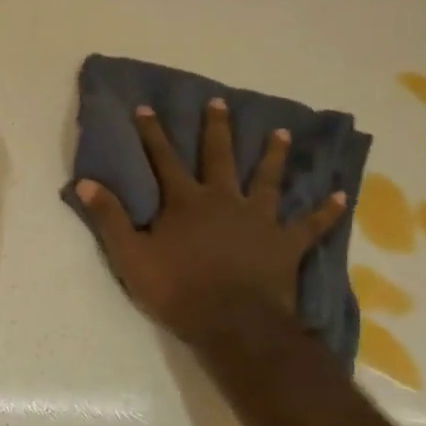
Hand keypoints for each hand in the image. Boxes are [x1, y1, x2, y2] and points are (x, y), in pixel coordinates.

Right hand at [75, 99, 347, 348]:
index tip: (146, 107)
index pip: (164, 159)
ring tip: (282, 133)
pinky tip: (342, 195)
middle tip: (220, 102)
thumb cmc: (178, 289)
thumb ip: (109, 217)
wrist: (233, 323)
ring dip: (274, 155)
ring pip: (268, 179)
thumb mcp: (131, 256)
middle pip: (219, 157)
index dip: (153, 133)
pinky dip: (326, 210)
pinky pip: (310, 224)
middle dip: (217, 128)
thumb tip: (83, 182)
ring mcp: (259, 219)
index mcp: (186, 201)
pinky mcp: (285, 243)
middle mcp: (224, 200)